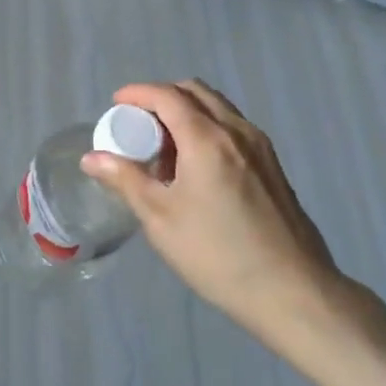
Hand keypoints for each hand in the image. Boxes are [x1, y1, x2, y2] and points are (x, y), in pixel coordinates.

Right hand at [81, 80, 360, 364]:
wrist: (293, 293)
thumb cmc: (217, 254)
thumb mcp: (160, 219)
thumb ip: (125, 180)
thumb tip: (92, 158)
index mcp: (207, 138)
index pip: (167, 95)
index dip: (138, 93)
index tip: (116, 104)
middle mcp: (237, 131)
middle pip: (195, 92)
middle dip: (162, 98)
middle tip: (139, 124)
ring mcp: (261, 148)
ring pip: (218, 108)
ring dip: (187, 113)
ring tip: (165, 149)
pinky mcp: (273, 167)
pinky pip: (233, 129)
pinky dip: (208, 129)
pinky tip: (196, 169)